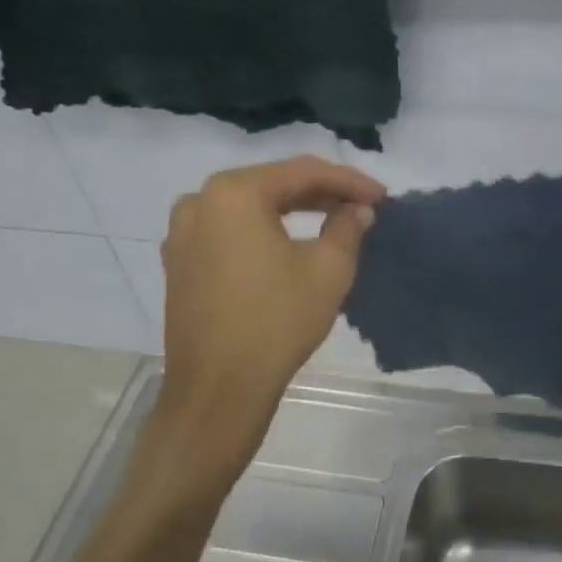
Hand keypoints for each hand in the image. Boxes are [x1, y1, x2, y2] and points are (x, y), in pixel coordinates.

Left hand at [158, 156, 384, 426]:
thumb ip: (348, 227)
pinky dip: (262, 231)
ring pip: (248, 208)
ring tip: (331, 220)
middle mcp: (200, 201)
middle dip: (320, 194)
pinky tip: (288, 244)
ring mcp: (183, 233)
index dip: (349, 181)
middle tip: (361, 206)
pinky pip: (229, 232)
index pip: (303, 173)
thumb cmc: (277, 322)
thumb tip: (357, 210)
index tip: (382, 196)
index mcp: (234, 193)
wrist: (218, 389)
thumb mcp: (328, 270)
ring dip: (291, 211)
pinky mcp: (179, 263)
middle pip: (272, 185)